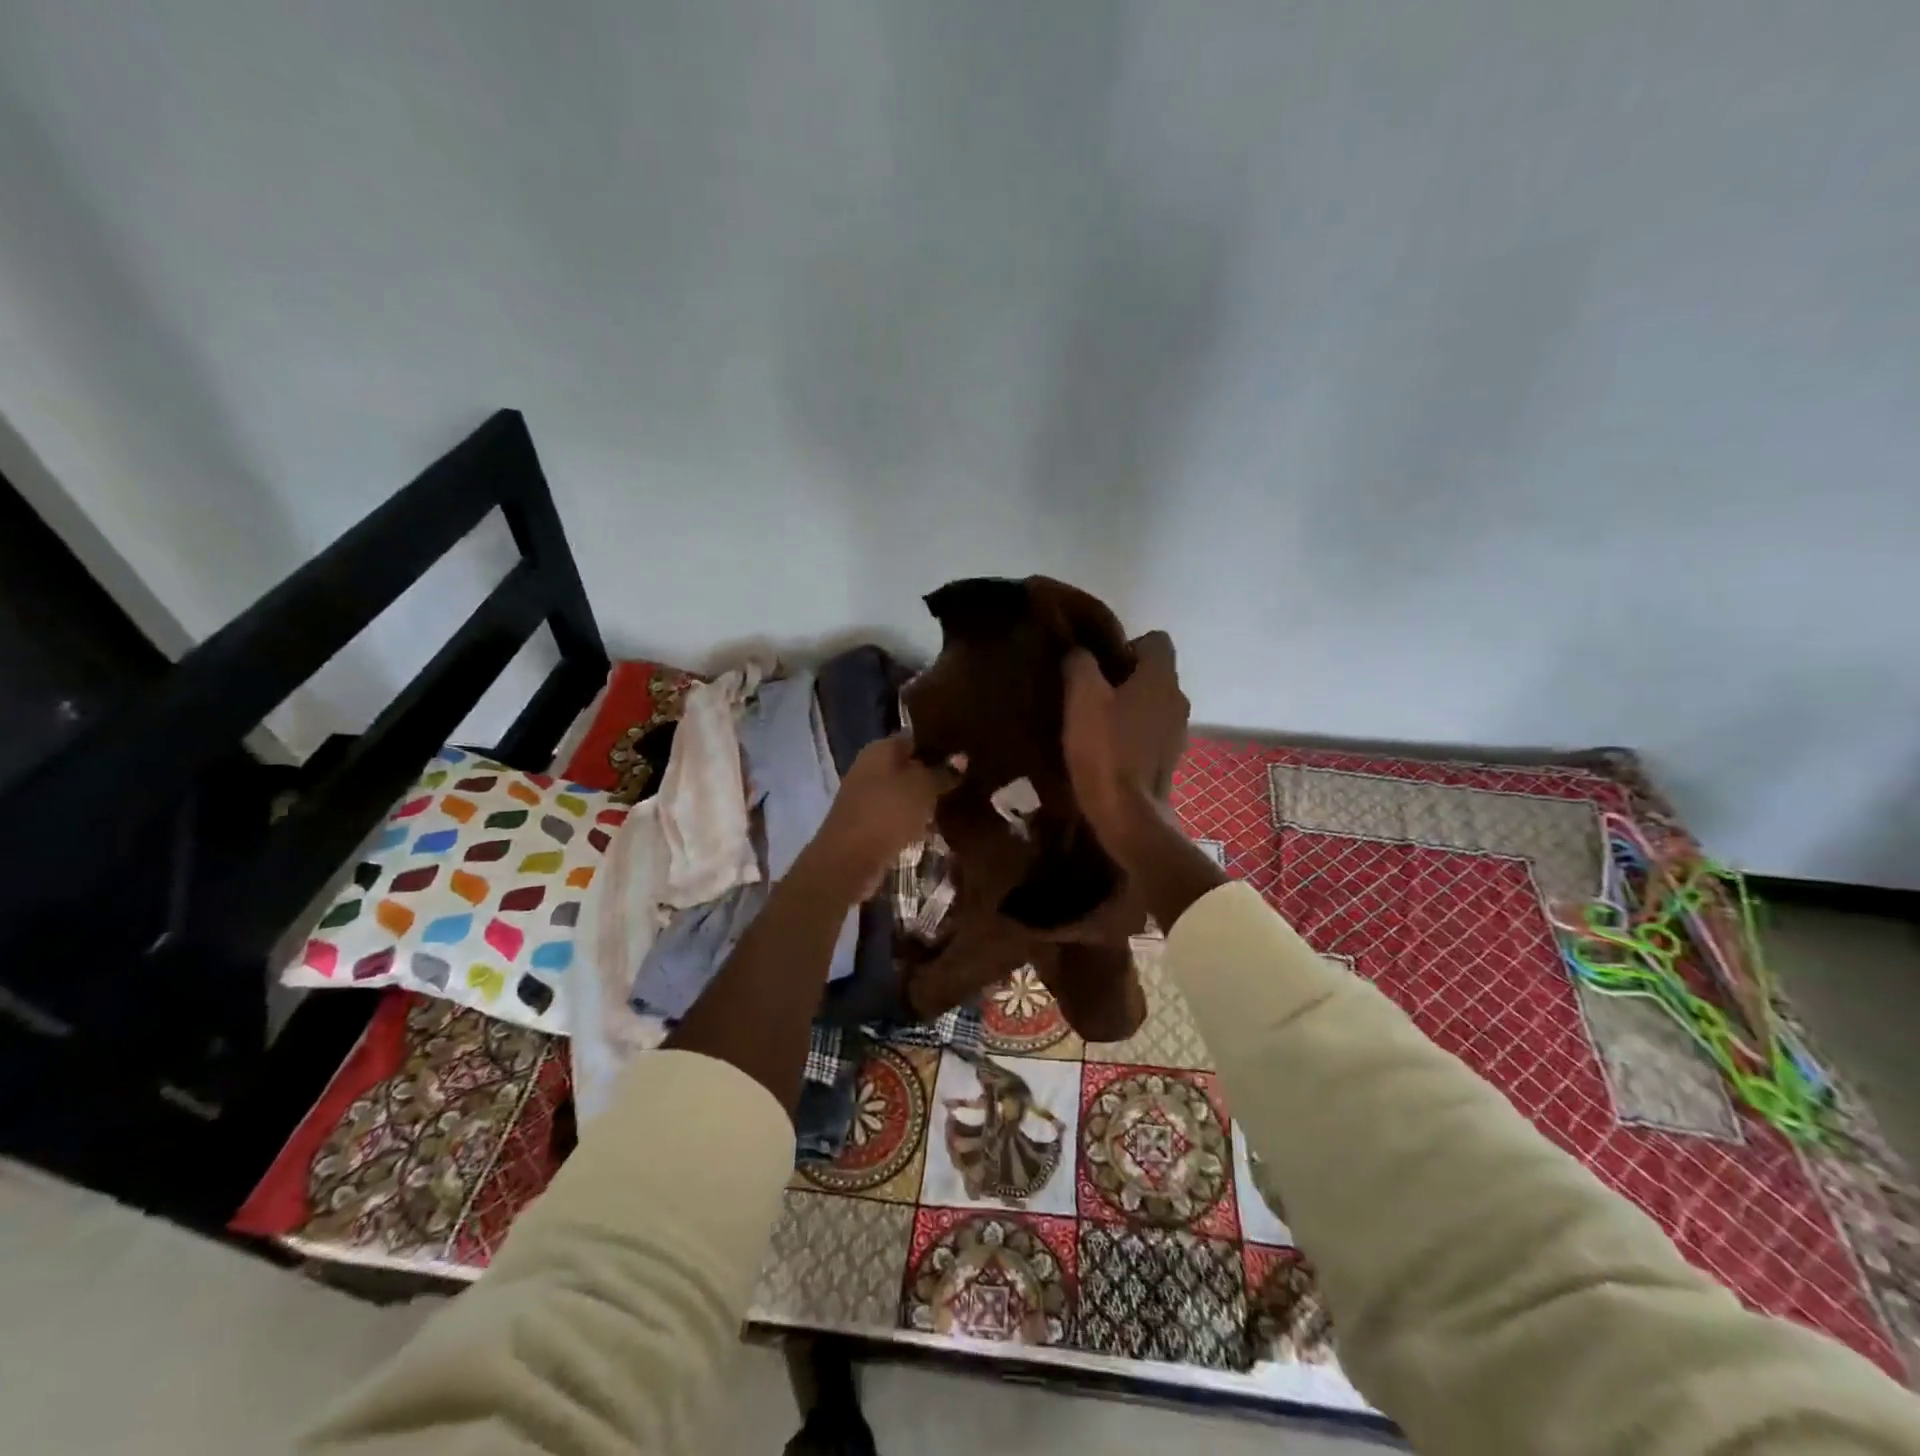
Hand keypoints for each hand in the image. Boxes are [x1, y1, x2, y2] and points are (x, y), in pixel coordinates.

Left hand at [807, 734, 962, 898]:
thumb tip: (961, 757)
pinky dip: (916, 822)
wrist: (848, 862)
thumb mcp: (922, 788)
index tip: (967, 753)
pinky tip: (939, 829)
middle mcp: (870, 769)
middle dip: (936, 775)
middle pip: (910, 767)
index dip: (940, 745)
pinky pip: (899, 817)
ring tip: (960, 804)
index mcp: (880, 750)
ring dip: (928, 801)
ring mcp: (868, 798)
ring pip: (906, 794)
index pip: (915, 739)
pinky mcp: (869, 825)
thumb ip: (942, 772)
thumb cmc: (886, 813)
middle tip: (970, 780)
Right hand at [1063, 630, 1188, 856]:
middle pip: (1154, 674)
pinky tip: (1107, 749)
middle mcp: (1178, 699)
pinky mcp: (1169, 759)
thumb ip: (1080, 665)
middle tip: (1089, 692)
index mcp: (1161, 678)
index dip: (1127, 645)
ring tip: (1096, 723)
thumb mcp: (1081, 699)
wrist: (1128, 815)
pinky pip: (1151, 733)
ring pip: (1153, 704)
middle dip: (1125, 677)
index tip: (1099, 665)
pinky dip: (1133, 734)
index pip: (1155, 640)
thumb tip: (1079, 651)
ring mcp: (1178, 732)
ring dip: (1129, 707)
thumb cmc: (1105, 750)